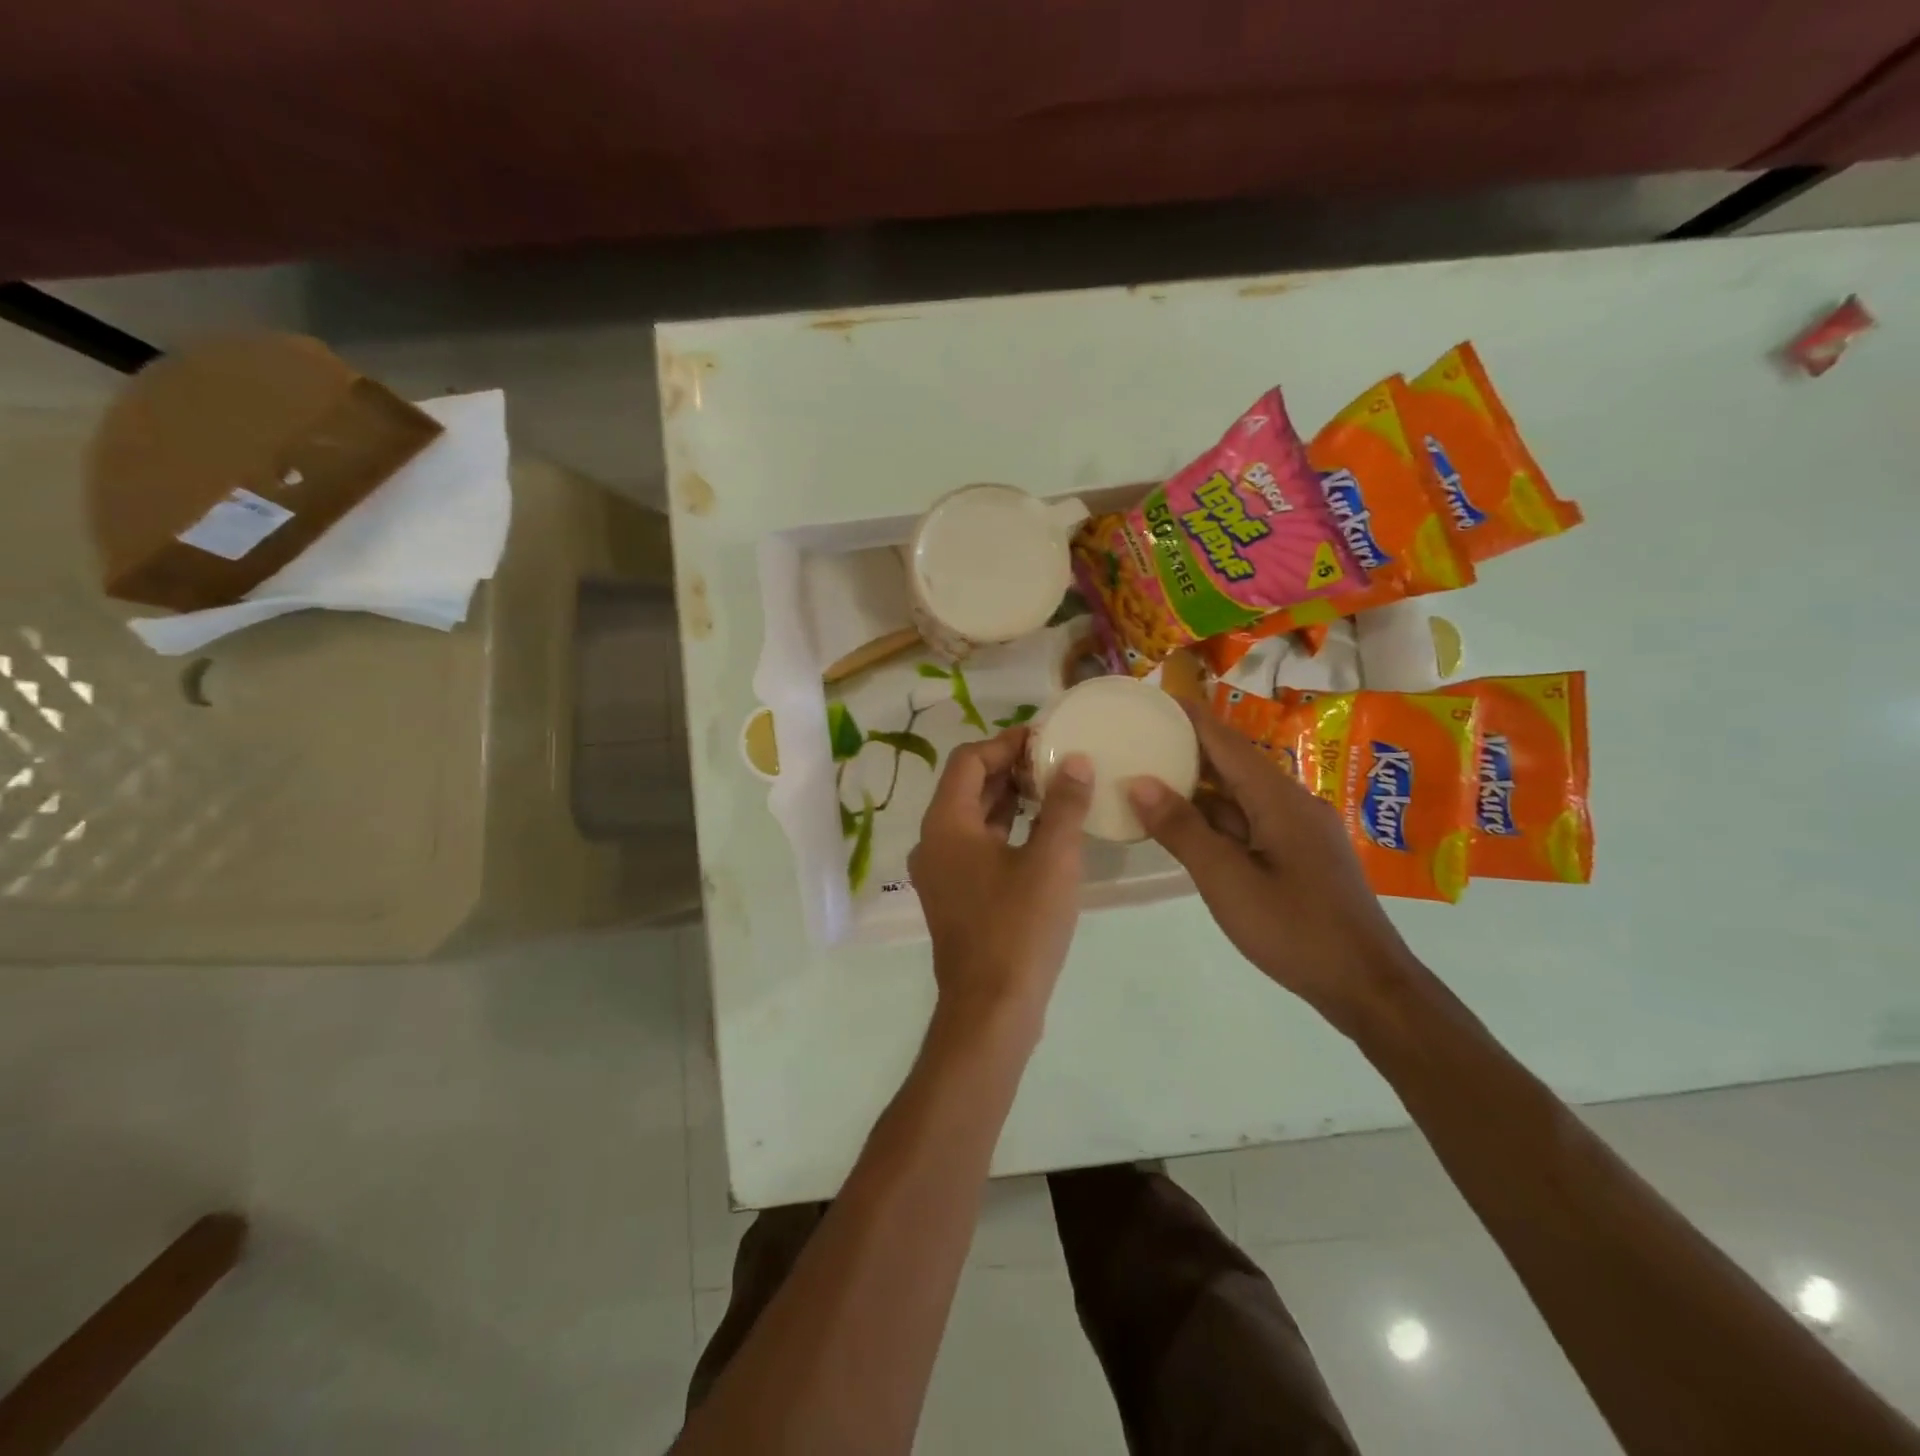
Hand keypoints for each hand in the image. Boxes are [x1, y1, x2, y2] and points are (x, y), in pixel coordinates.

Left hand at [909, 727, 1093, 1034]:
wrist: (991, 1009)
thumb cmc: (1019, 928)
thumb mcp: (1052, 860)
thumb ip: (1064, 805)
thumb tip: (1076, 760)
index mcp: (946, 824)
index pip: (969, 760)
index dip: (1006, 743)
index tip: (1045, 737)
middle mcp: (933, 842)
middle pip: (967, 786)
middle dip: (1009, 769)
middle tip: (1055, 760)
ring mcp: (941, 872)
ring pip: (972, 818)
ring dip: (1008, 799)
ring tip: (1053, 789)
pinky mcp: (954, 896)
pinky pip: (976, 846)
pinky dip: (1004, 830)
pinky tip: (1041, 832)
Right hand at [1126, 701, 1421, 1036]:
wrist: (1366, 986)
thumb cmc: (1294, 930)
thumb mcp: (1226, 880)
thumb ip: (1182, 830)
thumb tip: (1139, 782)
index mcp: (1278, 799)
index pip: (1226, 741)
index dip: (1188, 717)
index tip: (1150, 698)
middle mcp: (1291, 803)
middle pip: (1233, 762)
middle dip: (1187, 747)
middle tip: (1138, 736)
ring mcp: (1297, 830)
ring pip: (1239, 795)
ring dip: (1198, 784)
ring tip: (1148, 775)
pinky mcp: (1297, 855)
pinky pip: (1247, 821)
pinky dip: (1213, 817)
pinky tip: (1183, 825)